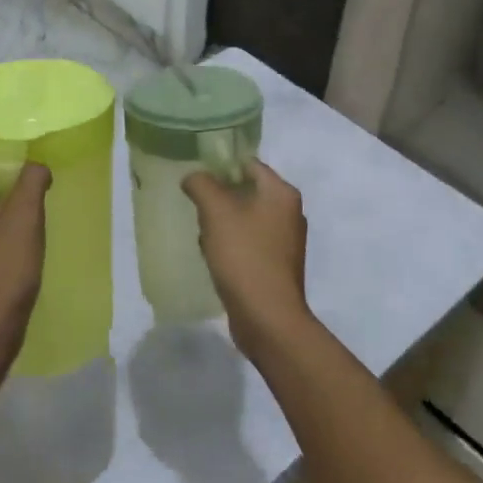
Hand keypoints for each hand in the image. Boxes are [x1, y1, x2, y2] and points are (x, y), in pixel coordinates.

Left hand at [0, 163, 51, 365]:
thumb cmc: (2, 271)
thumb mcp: (24, 217)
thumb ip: (32, 180)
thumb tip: (36, 167)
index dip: (21, 176)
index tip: (44, 193)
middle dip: (19, 200)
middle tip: (43, 214)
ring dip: (16, 223)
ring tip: (36, 237)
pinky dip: (7, 243)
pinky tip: (24, 258)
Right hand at [182, 162, 310, 358]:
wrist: (267, 317)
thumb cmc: (244, 256)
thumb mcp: (216, 211)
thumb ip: (201, 184)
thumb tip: (193, 177)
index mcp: (281, 193)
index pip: (249, 164)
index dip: (221, 166)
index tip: (195, 177)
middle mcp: (289, 213)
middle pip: (247, 191)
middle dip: (219, 198)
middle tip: (196, 207)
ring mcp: (285, 242)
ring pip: (245, 219)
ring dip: (222, 223)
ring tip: (202, 235)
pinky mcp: (276, 266)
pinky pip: (248, 243)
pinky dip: (231, 245)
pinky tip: (213, 258)